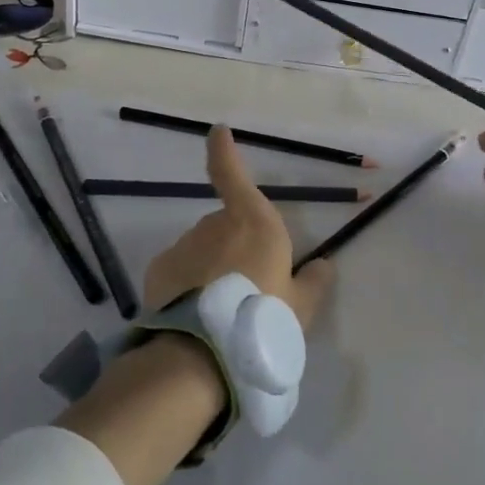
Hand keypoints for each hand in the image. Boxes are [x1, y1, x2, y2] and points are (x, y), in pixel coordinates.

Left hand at [142, 126, 337, 331]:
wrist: (204, 353)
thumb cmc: (263, 319)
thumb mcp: (301, 307)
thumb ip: (313, 282)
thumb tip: (323, 265)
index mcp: (254, 222)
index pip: (232, 174)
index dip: (224, 150)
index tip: (217, 131)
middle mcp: (216, 224)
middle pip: (226, 226)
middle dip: (235, 247)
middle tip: (248, 288)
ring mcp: (184, 245)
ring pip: (202, 250)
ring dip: (211, 268)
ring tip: (222, 310)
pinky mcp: (160, 270)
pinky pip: (180, 270)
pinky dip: (187, 283)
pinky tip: (197, 314)